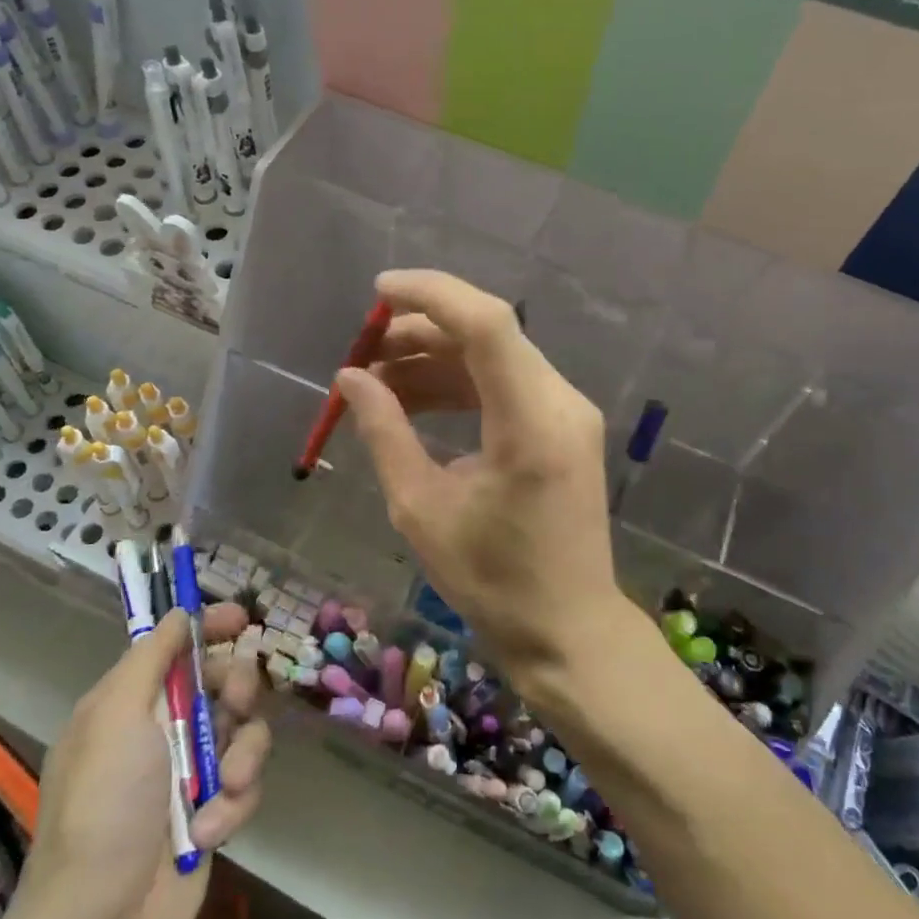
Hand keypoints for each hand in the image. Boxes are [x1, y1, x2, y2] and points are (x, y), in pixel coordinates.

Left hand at [18, 604, 268, 918]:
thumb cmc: (105, 804)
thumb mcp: (116, 716)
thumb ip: (151, 657)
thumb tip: (178, 612)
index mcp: (131, 702)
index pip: (176, 646)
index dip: (208, 627)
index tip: (241, 619)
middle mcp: (162, 730)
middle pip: (222, 681)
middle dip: (239, 688)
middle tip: (238, 703)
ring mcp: (189, 772)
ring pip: (245, 732)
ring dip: (242, 755)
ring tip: (224, 785)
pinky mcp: (212, 811)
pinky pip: (245, 784)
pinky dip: (232, 803)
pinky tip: (209, 829)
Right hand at [336, 270, 627, 680]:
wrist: (568, 628)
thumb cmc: (492, 580)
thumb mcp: (421, 508)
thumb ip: (383, 432)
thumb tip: (349, 378)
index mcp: (531, 423)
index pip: (486, 324)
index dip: (431, 294)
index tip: (378, 291)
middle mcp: (560, 403)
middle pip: (489, 333)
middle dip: (421, 330)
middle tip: (365, 350)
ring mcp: (568, 412)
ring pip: (495, 356)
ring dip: (436, 358)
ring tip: (377, 380)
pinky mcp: (563, 426)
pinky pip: (506, 383)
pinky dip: (459, 383)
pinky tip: (414, 400)